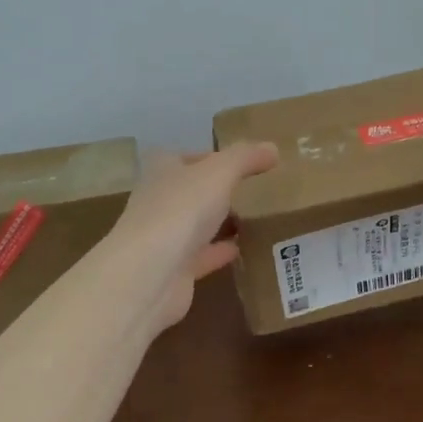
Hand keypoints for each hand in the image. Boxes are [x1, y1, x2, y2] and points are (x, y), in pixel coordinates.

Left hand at [107, 141, 279, 338]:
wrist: (149, 274)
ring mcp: (164, 237)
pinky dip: (221, 251)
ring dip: (220, 221)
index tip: (246, 162)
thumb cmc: (181, 209)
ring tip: (256, 217)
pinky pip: (203, 256)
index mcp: (162, 169)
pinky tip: (245, 249)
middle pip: (192, 190)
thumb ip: (245, 158)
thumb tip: (273, 147)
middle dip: (218, 190)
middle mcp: (158, 200)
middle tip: (256, 189)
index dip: (215, 157)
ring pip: (197, 224)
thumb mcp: (219, 172)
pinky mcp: (174, 270)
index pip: (189, 156)